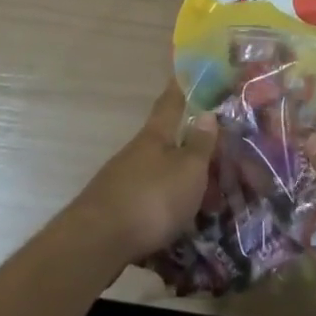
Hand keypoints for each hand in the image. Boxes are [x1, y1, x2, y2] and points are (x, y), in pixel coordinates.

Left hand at [68, 83, 216, 263]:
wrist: (98, 243)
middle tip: (216, 157)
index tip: (184, 72)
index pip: (170, 102)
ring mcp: (123, 180)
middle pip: (165, 141)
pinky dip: (168, 206)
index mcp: (155, 136)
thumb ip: (200, 144)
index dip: (179, 88)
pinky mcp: (116, 209)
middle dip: (188, 147)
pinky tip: (181, 223)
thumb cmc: (152, 198)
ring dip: (180, 182)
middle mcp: (136, 152)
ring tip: (206, 201)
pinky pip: (151, 200)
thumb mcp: (188, 170)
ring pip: (159, 173)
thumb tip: (207, 113)